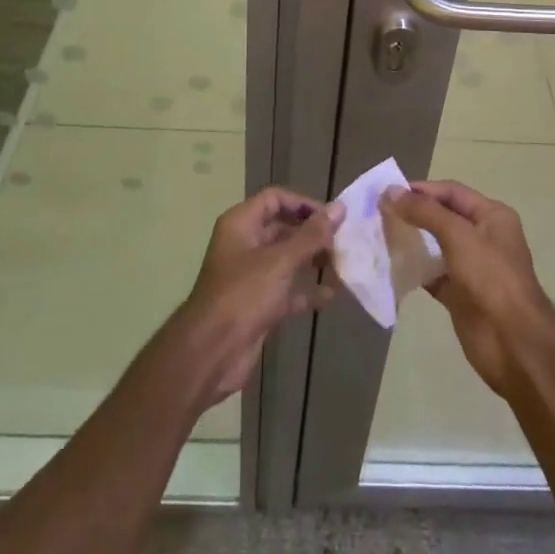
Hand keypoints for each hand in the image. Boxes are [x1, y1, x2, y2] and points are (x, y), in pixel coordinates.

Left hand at [169, 187, 338, 411]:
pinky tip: (330, 297)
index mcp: (241, 224)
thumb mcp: (280, 261)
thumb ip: (311, 235)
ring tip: (341, 265)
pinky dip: (306, 291)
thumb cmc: (243, 295)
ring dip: (312, 261)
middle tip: (342, 242)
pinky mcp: (258, 304)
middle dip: (312, 234)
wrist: (211, 354)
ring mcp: (251, 276)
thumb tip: (339, 208)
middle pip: (283, 228)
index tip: (331, 218)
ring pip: (287, 259)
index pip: (275, 199)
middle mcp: (245, 244)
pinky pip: (287, 290)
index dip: (303, 204)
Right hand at [385, 180, 554, 396]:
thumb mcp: (459, 237)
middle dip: (413, 213)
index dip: (421, 190)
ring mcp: (472, 268)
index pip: (451, 192)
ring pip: (436, 246)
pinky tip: (392, 266)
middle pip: (443, 217)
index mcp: (492, 216)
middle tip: (379, 213)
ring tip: (380, 236)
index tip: (388, 192)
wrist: (514, 345)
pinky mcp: (460, 295)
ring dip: (412, 240)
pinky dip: (415, 270)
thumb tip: (390, 191)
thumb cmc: (491, 279)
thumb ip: (425, 213)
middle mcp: (483, 237)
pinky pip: (433, 275)